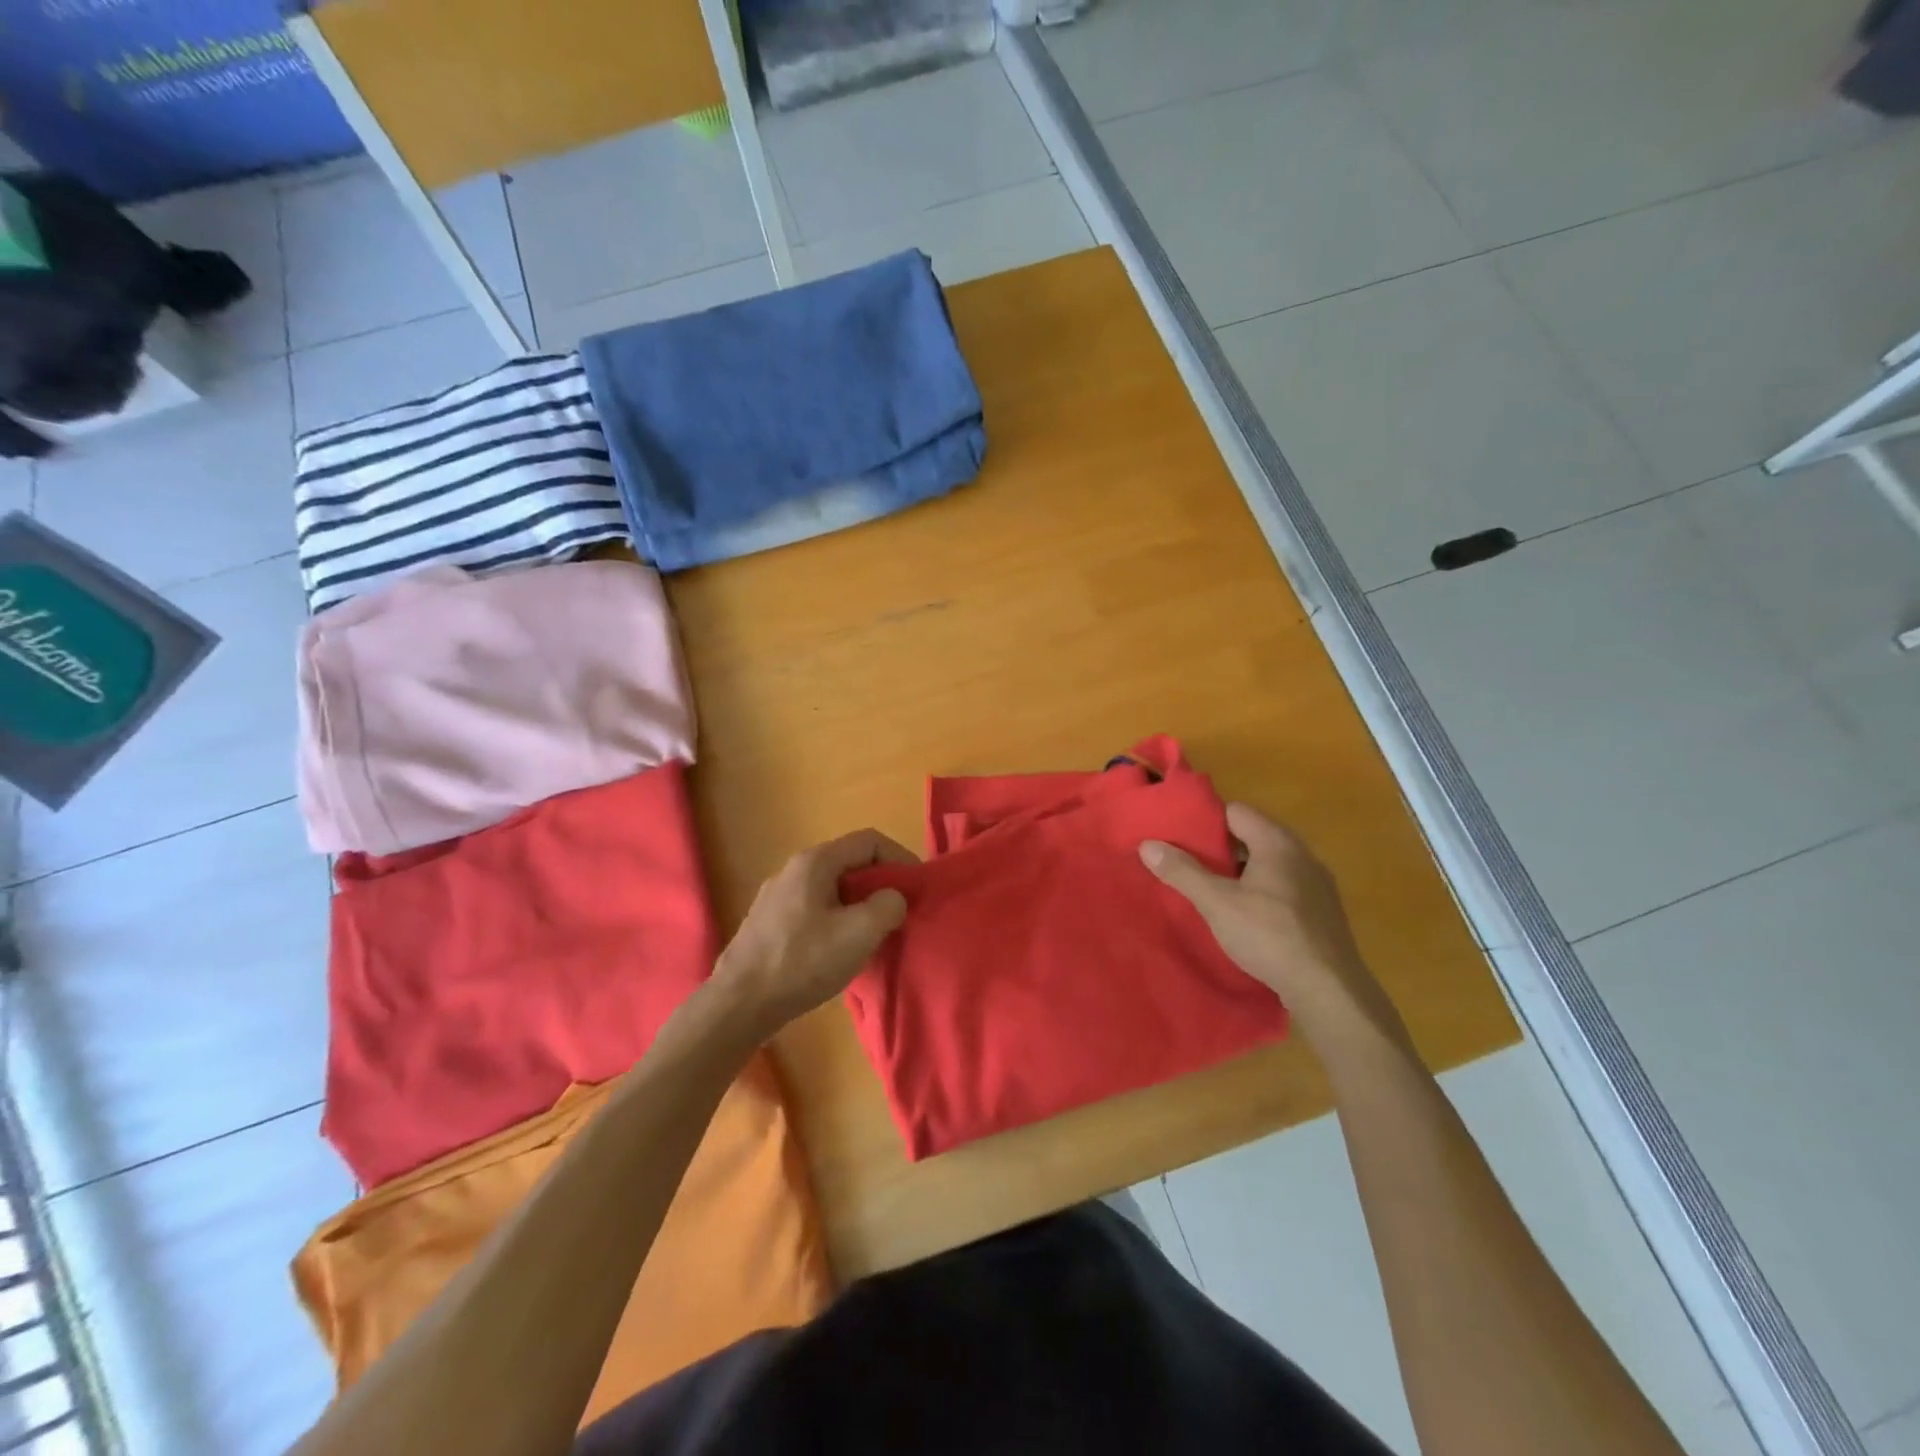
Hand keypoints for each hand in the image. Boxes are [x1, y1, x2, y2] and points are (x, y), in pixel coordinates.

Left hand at [712, 829, 916, 1039]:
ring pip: (832, 888)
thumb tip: (892, 899)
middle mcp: (793, 869)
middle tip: (899, 913)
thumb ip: (888, 905)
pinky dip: (837, 920)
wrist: (739, 1004)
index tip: (917, 888)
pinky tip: (840, 951)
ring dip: (859, 905)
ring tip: (874, 935)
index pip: (870, 841)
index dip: (900, 858)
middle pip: (850, 863)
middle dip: (881, 884)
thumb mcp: (860, 933)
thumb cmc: (803, 962)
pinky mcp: (769, 923)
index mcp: (815, 862)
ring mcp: (777, 896)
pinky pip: (815, 909)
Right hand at [1141, 805, 1407, 1046]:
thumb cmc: (1270, 936)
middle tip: (1187, 862)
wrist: (1330, 990)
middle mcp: (1302, 855)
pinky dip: (1261, 891)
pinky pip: (1283, 887)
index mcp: (1277, 842)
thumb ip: (1182, 872)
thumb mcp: (1217, 903)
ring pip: (1269, 864)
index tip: (1179, 834)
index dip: (1206, 820)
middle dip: (1220, 848)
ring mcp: (1317, 884)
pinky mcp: (1322, 912)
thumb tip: (1147, 844)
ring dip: (1240, 872)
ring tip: (1210, 889)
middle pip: (1252, 836)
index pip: (1236, 811)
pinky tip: (1245, 915)